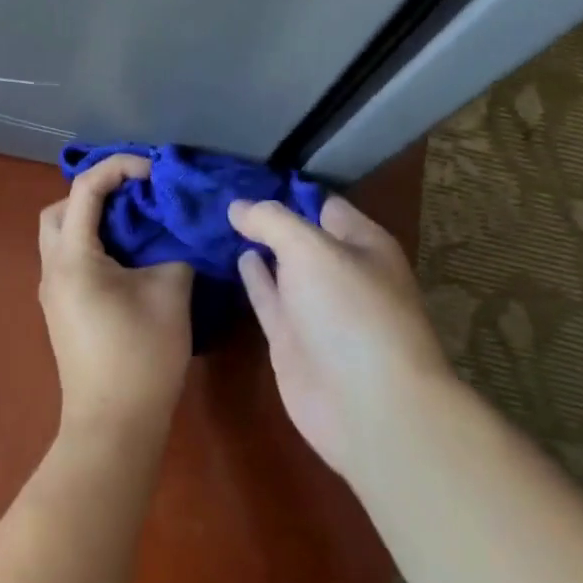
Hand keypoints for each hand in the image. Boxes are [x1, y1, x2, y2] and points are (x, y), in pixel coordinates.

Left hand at [38, 154, 193, 443]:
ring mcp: (52, 291)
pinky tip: (128, 258)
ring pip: (61, 235)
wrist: (113, 426)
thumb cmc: (140, 357)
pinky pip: (69, 259)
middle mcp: (52, 268)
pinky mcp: (60, 310)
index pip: (86, 188)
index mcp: (73, 257)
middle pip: (60, 209)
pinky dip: (93, 245)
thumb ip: (173, 251)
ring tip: (136, 224)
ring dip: (93, 220)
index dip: (119, 168)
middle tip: (136, 197)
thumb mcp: (169, 295)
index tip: (154, 172)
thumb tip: (174, 235)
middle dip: (95, 193)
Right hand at [229, 194, 454, 481]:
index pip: (321, 204)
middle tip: (218, 191)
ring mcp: (315, 307)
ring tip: (215, 218)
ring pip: (280, 266)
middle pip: (298, 234)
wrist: (367, 406)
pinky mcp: (291, 337)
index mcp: (362, 244)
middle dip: (264, 216)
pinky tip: (231, 256)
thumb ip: (271, 221)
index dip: (285, 189)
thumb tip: (236, 206)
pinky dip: (250, 277)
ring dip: (254, 245)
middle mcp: (340, 272)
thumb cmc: (350, 312)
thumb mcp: (310, 249)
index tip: (242, 175)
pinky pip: (267, 297)